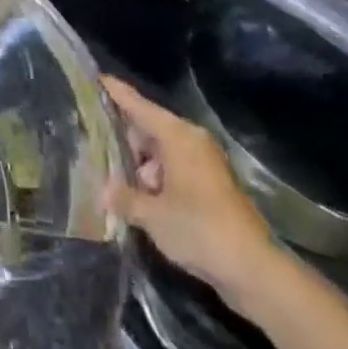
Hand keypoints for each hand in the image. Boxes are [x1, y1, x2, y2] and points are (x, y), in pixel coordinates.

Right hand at [102, 75, 280, 307]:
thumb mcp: (151, 215)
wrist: (254, 270)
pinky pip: (174, 169)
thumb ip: (123, 197)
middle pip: (148, 128)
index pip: (138, 105)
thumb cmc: (199, 229)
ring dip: (140, 165)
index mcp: (177, 135)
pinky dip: (157, 179)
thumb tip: (103, 190)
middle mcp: (191, 140)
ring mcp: (204, 163)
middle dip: (123, 139)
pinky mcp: (212, 185)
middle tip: (93, 145)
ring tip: (113, 180)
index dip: (115, 92)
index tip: (95, 78)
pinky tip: (139, 198)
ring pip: (161, 151)